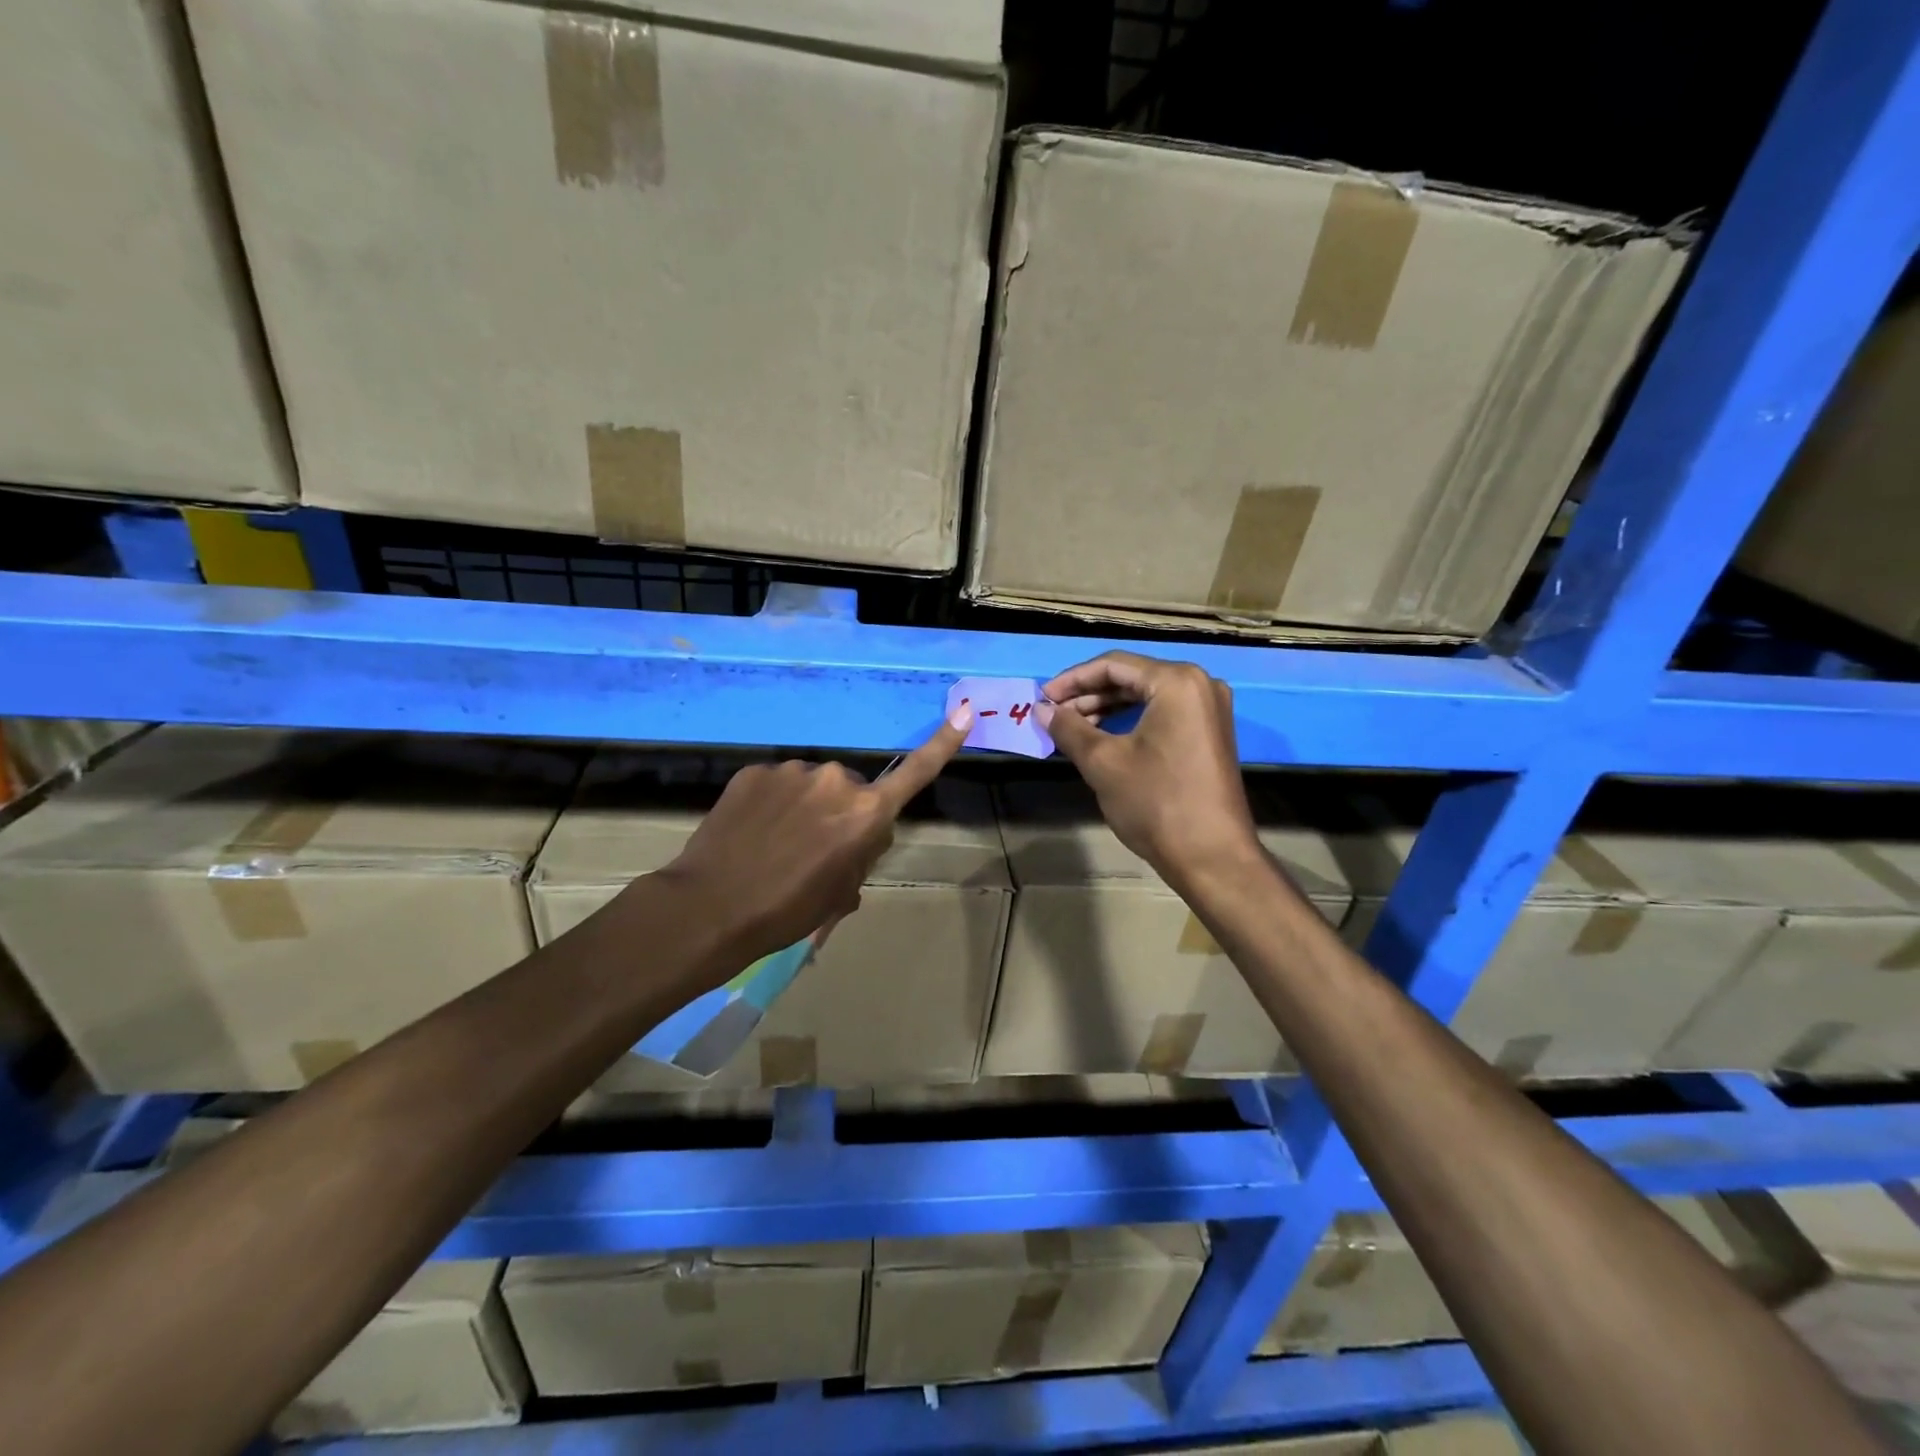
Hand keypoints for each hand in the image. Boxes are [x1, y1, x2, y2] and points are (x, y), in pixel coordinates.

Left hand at [643, 707, 973, 974]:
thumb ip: (859, 856)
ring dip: (804, 808)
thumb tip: (855, 839)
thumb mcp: (840, 894)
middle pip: (852, 791)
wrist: (712, 907)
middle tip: (814, 853)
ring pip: (811, 787)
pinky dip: (772, 805)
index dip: (944, 743)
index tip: (966, 710)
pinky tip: (752, 833)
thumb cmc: (788, 911)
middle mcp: (835, 780)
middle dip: (842, 813)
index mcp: (866, 813)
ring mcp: (791, 772)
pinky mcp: (755, 771)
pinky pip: (776, 785)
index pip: (916, 773)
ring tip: (776, 846)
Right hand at [1041, 651, 1259, 893]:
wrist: (1211, 856)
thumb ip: (1069, 728)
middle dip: (1088, 694)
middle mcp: (1200, 684)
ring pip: (1146, 696)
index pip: (1113, 665)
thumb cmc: (1155, 802)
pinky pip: (1163, 713)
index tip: (1042, 698)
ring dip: (1107, 708)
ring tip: (1072, 727)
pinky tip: (1103, 736)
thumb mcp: (1103, 762)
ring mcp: (1209, 709)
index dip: (1072, 680)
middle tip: (1054, 714)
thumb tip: (1041, 710)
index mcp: (1176, 681)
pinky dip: (1130, 721)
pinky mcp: (1210, 733)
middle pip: (1132, 677)